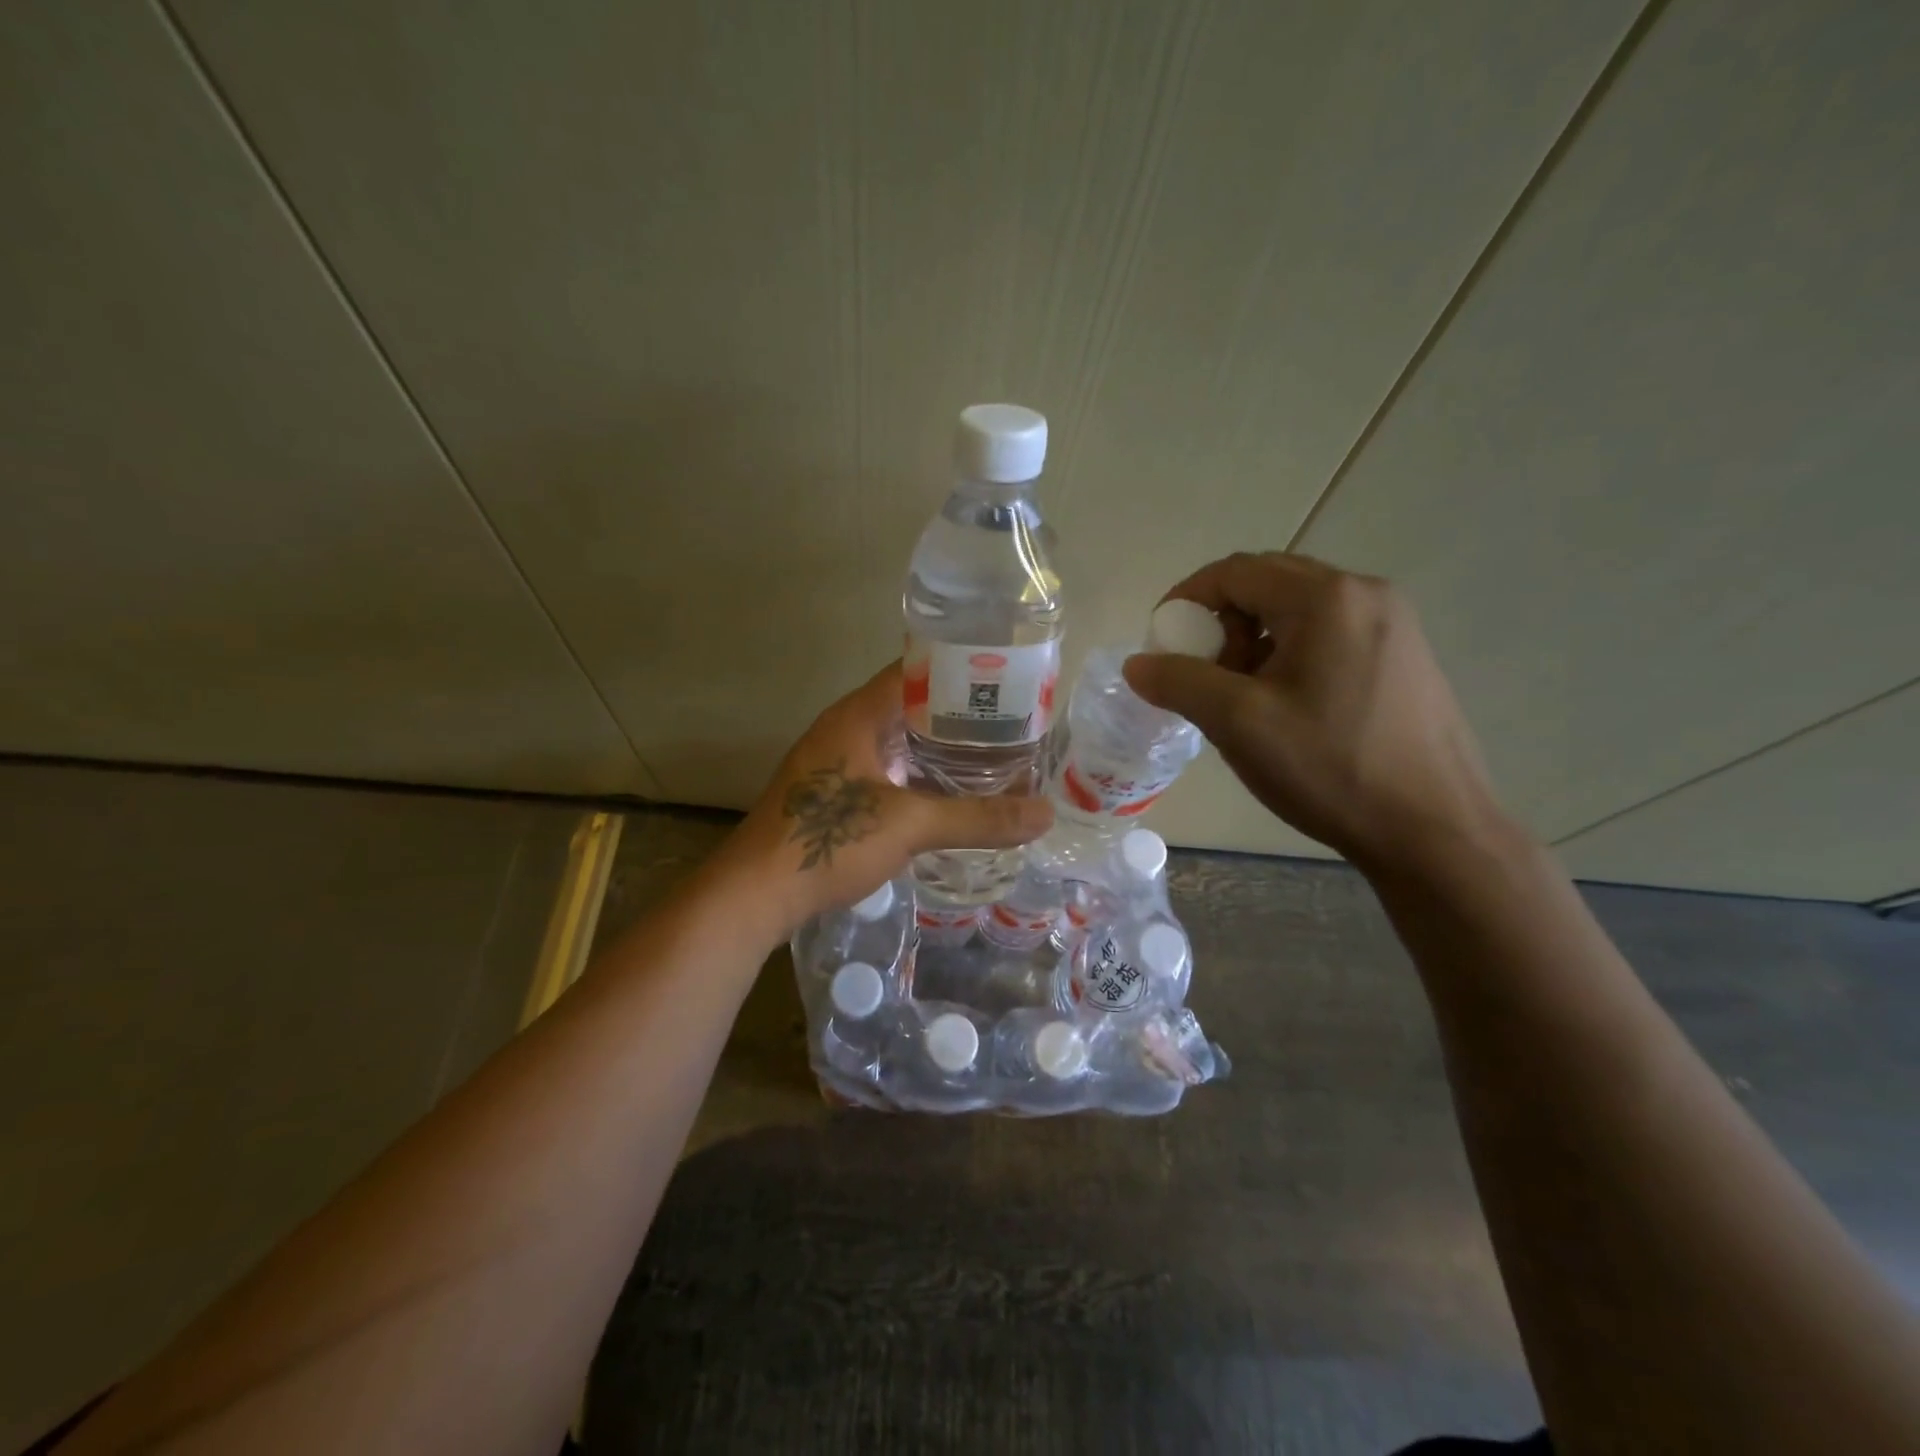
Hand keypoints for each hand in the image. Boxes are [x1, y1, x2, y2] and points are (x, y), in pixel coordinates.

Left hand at [723, 662, 1052, 936]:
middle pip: (910, 704)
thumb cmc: (829, 841)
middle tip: (1011, 723)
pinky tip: (947, 794)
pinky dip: (917, 774)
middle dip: (958, 713)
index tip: (1006, 679)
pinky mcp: (831, 793)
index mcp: (858, 714)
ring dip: (937, 747)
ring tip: (990, 756)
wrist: (755, 893)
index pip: (916, 668)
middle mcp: (844, 728)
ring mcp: (834, 761)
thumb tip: (1045, 814)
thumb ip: (978, 818)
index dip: (960, 669)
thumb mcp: (910, 825)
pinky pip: (884, 769)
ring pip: (897, 740)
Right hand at [1122, 552, 1508, 873]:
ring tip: (1241, 696)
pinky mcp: (1404, 657)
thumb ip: (1179, 682)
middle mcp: (1366, 594)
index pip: (1235, 571)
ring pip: (1298, 611)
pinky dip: (1289, 654)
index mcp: (1327, 598)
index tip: (1161, 642)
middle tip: (1201, 673)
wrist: (1434, 831)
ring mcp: (1393, 624)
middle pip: (1268, 584)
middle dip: (1221, 622)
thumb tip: (1136, 663)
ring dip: (1254, 640)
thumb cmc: (1331, 768)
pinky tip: (1285, 705)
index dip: (1186, 599)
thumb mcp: (1238, 723)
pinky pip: (1329, 634)